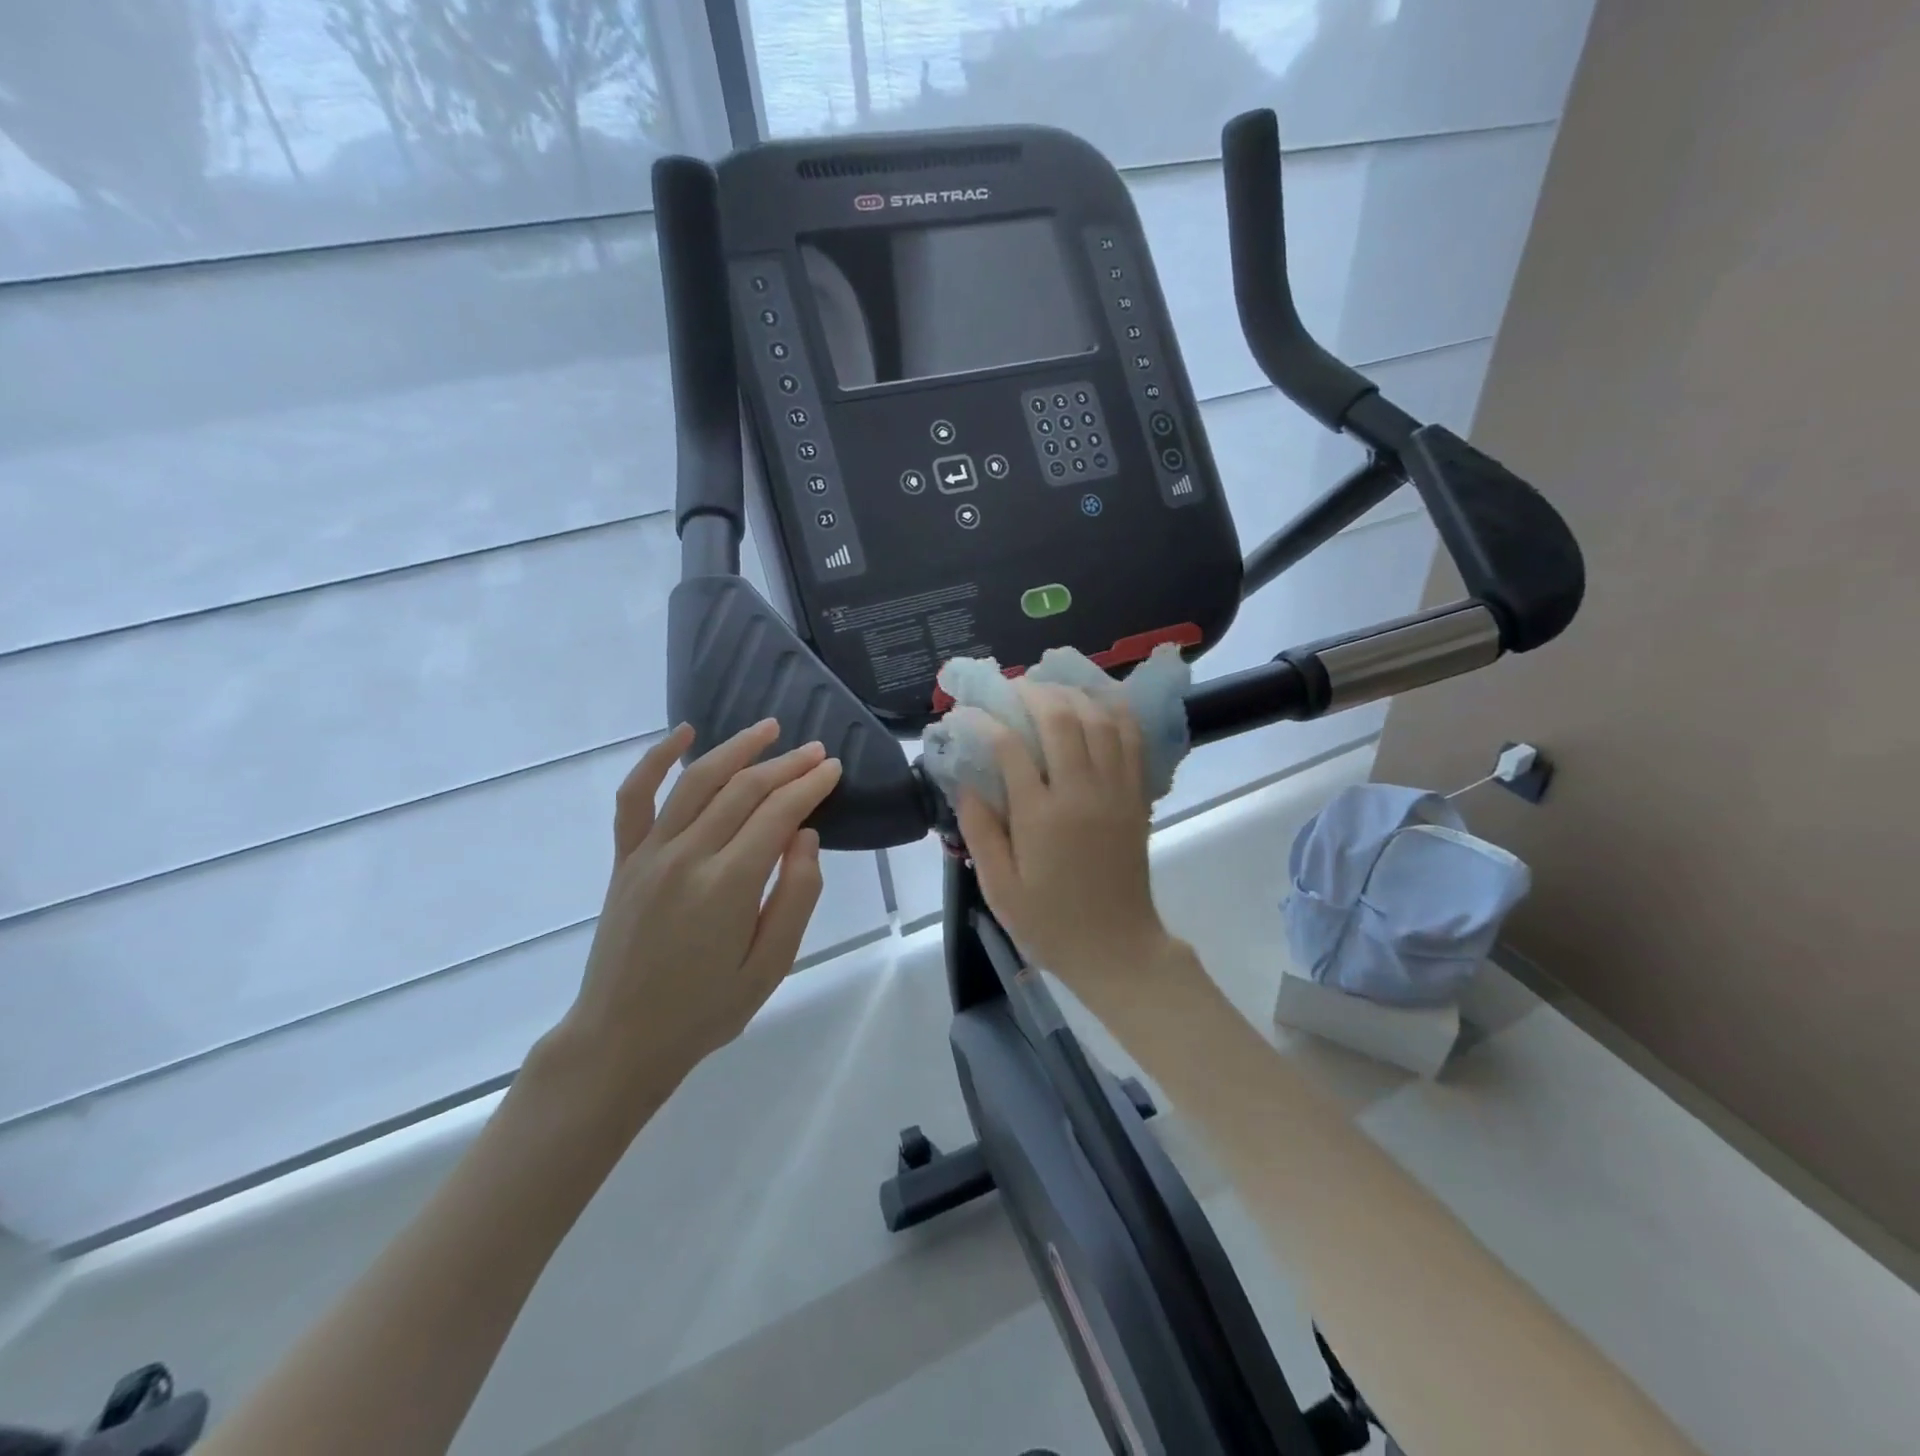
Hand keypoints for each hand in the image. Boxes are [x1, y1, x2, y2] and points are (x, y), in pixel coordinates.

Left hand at [557, 720, 841, 1101]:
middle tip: (817, 751)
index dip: (810, 786)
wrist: (621, 1038)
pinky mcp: (625, 859)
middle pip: (743, 790)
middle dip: (786, 765)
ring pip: (697, 781)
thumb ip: (796, 896)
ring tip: (768, 729)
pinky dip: (656, 759)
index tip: (833, 769)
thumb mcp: (771, 966)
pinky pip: (636, 797)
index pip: (778, 814)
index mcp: (728, 885)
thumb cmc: (706, 1010)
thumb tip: (805, 835)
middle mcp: (687, 856)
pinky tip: (683, 734)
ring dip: (736, 749)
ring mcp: (649, 853)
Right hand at [956, 683, 1174, 993]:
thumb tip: (965, 783)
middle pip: (1061, 720)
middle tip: (1011, 688)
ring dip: (1073, 695)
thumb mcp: (999, 888)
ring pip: (1100, 720)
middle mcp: (1082, 793)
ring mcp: (1116, 791)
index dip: (984, 722)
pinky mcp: (1137, 797)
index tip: (966, 714)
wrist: (1116, 948)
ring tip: (1050, 688)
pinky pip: (1133, 740)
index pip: (1009, 748)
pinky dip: (1116, 711)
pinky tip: (1098, 701)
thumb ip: (980, 831)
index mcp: (1041, 817)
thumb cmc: (1050, 923)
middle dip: (1032, 694)